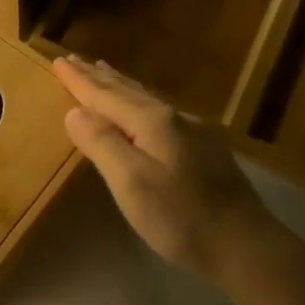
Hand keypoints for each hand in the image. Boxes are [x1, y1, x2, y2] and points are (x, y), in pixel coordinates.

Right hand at [53, 55, 276, 279]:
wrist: (246, 245)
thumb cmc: (181, 217)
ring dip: (120, 86)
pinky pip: (160, 113)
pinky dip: (139, 103)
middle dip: (98, 76)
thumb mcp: (131, 182)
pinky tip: (145, 109)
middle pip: (127, 91)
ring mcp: (194, 132)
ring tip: (105, 72)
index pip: (104, 95)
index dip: (79, 80)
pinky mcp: (206, 150)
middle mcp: (173, 118)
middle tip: (75, 59)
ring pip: (146, 100)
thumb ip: (102, 143)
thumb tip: (75, 111)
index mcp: (151, 122)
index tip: (58, 60)